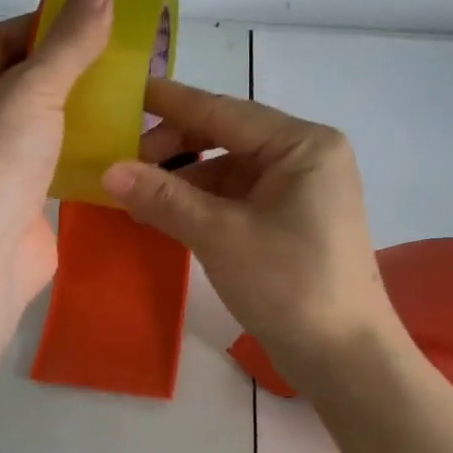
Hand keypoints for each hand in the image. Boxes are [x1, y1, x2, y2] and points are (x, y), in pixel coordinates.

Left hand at [0, 0, 112, 303]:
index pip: (4, 34)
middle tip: (122, 58)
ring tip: (128, 93)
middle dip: (70, 67)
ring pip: (37, 116)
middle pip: (22, 74)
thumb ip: (69, 41)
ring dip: (78, 107)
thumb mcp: (34, 89)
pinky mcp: (11, 189)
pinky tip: (117, 136)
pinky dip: (77, 144)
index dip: (51, 23)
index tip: (100, 21)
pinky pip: (48, 153)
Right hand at [101, 80, 397, 376]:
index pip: (224, 110)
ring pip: (230, 170)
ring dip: (184, 180)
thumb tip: (108, 170)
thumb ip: (164, 198)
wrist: (344, 358)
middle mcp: (306, 158)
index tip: (126, 94)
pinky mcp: (292, 222)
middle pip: (227, 137)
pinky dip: (202, 204)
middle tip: (122, 163)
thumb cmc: (289, 285)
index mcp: (303, 145)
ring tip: (136, 193)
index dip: (171, 103)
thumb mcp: (221, 236)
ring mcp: (301, 191)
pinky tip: (167, 215)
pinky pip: (238, 198)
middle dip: (174, 148)